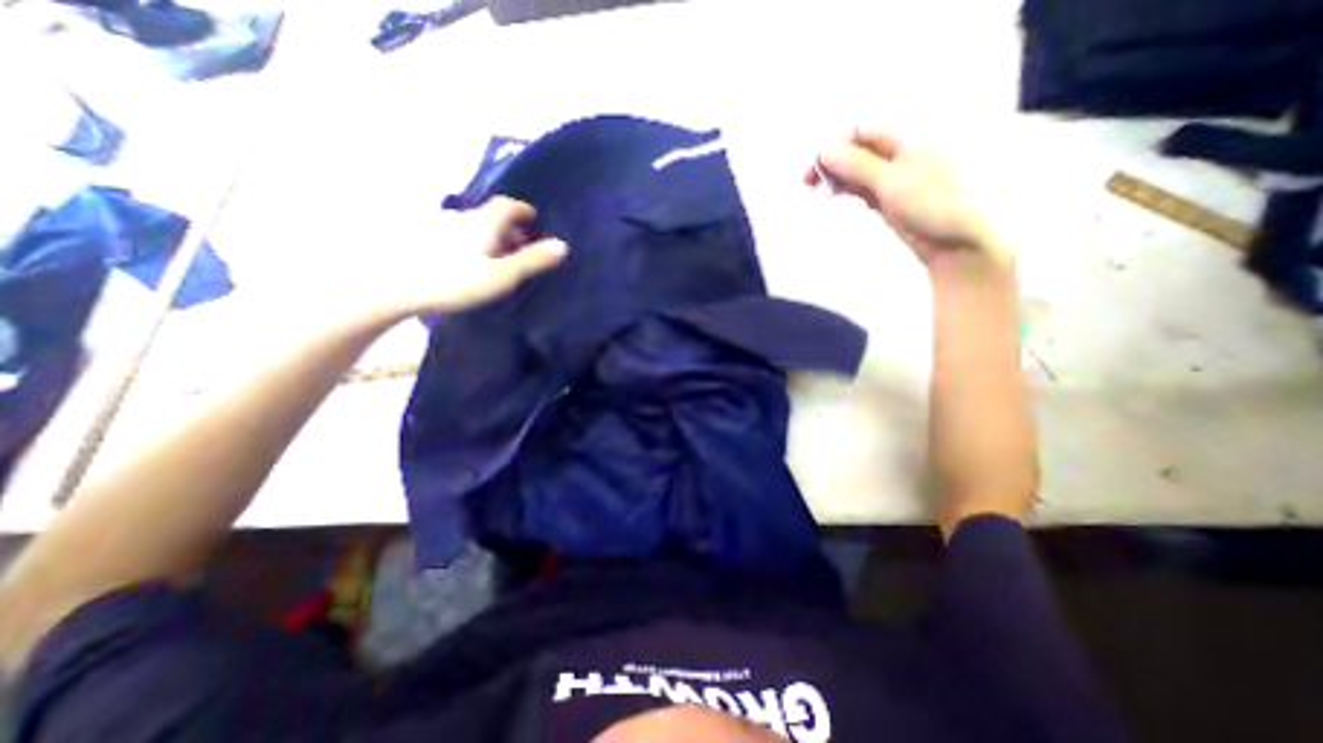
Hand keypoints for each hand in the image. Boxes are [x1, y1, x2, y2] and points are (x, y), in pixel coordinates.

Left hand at [358, 193, 567, 320]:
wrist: (393, 287)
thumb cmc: (455, 281)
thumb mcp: (502, 275)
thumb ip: (532, 260)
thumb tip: (563, 245)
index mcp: (484, 222)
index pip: (508, 205)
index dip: (523, 210)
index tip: (533, 219)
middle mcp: (462, 218)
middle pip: (491, 216)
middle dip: (509, 228)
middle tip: (521, 247)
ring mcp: (439, 227)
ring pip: (473, 227)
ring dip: (489, 237)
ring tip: (496, 259)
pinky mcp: (423, 241)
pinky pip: (457, 237)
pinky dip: (471, 244)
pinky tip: (468, 264)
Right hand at [807, 127, 1014, 278]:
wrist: (952, 241)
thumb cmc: (932, 205)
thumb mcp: (891, 181)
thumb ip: (858, 164)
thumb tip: (826, 150)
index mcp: (905, 140)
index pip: (861, 131)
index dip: (835, 144)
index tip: (816, 166)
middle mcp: (896, 155)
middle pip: (855, 149)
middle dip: (831, 161)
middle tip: (808, 181)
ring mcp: (891, 178)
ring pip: (855, 169)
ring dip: (835, 176)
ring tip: (818, 191)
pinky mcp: (886, 198)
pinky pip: (860, 186)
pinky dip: (845, 188)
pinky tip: (834, 195)